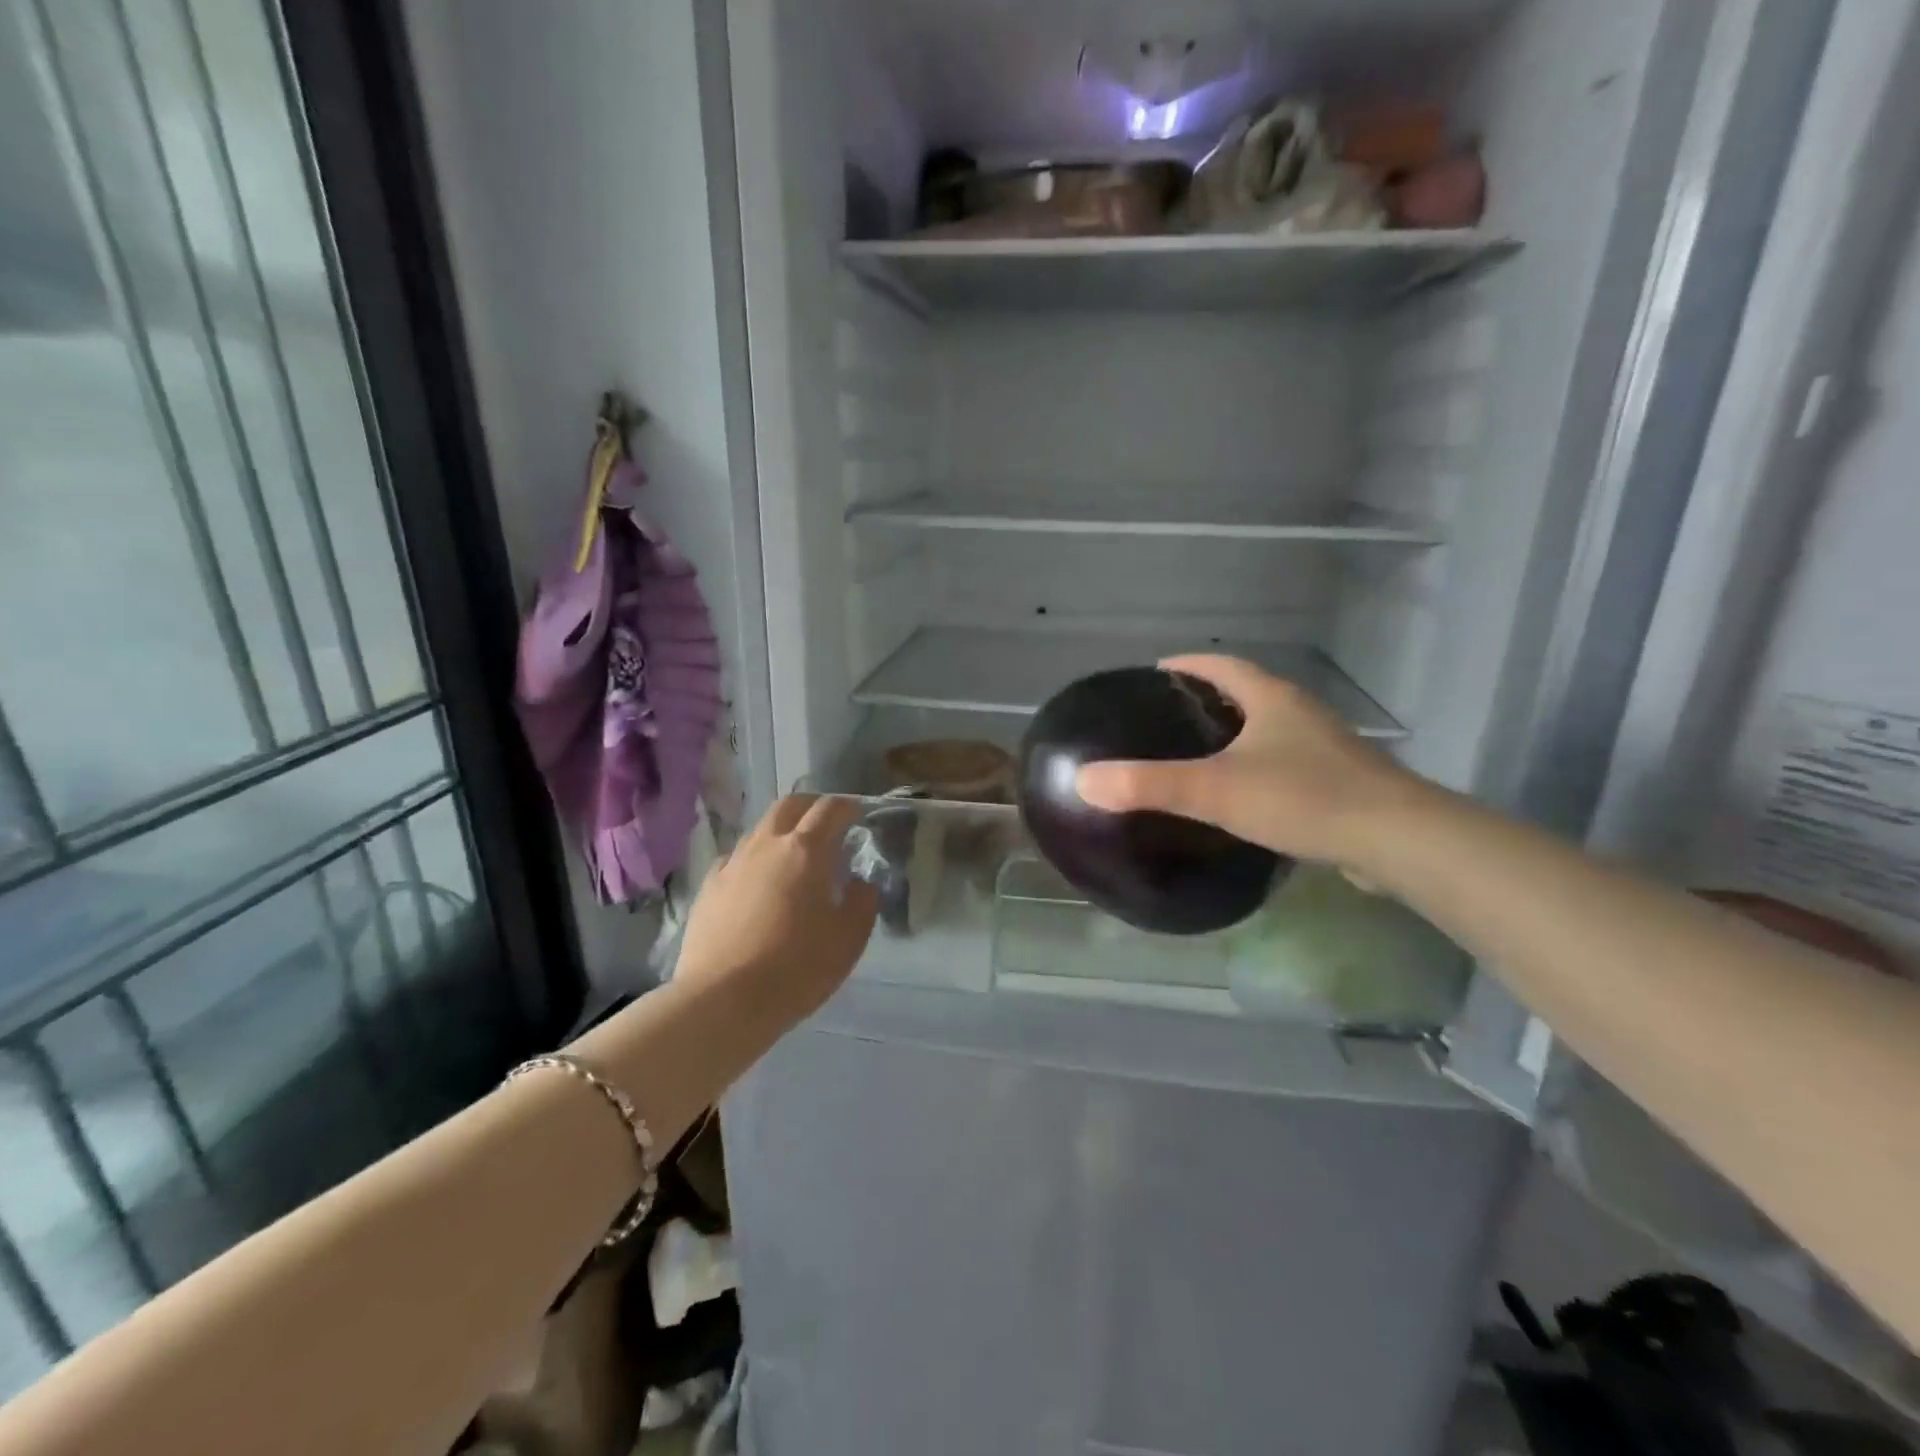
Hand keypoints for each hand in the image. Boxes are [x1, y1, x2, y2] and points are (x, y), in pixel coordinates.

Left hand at [672, 794, 878, 1019]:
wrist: (724, 1000)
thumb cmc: (798, 967)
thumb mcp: (849, 938)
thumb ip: (862, 901)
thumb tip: (860, 881)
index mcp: (806, 851)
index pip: (830, 809)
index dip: (847, 806)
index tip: (857, 814)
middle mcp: (767, 845)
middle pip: (789, 806)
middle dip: (811, 807)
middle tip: (826, 825)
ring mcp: (733, 863)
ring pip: (760, 830)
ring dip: (782, 832)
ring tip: (793, 857)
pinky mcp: (709, 887)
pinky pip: (736, 859)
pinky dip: (754, 860)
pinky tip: (758, 883)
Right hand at [1075, 655, 1427, 870]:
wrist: (1398, 841)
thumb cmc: (1303, 798)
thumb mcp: (1215, 789)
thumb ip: (1148, 785)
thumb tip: (1083, 779)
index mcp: (1272, 699)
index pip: (1222, 665)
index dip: (1187, 664)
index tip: (1156, 672)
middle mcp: (1300, 714)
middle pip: (1248, 693)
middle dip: (1208, 699)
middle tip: (1168, 718)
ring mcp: (1326, 749)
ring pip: (1270, 730)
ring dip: (1236, 734)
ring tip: (1198, 756)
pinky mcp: (1341, 784)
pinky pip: (1288, 764)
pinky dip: (1259, 769)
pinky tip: (1244, 798)